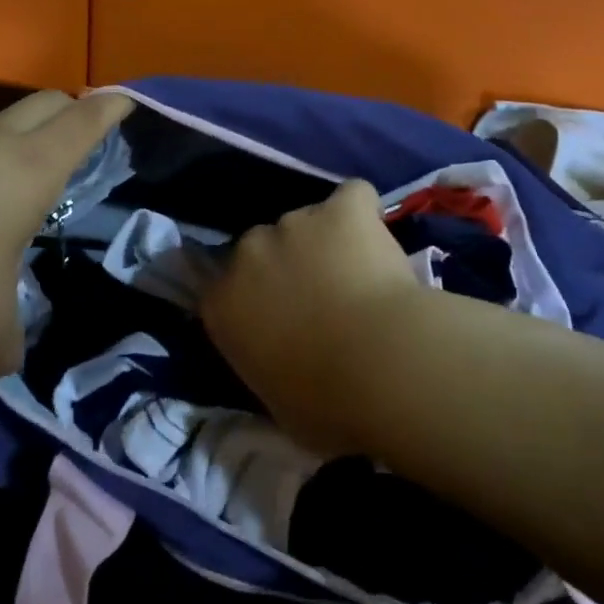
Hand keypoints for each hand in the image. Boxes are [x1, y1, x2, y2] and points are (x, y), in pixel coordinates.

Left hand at [0, 91, 132, 374]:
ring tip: (12, 191)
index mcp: (29, 169)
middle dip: (69, 110)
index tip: (128, 101)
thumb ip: (6, 345)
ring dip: (14, 142)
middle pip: (43, 103)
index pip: (83, 122)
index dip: (110, 109)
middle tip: (80, 140)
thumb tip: (3, 358)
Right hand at [199, 179, 432, 454]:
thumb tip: (282, 362)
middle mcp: (248, 252)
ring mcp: (294, 222)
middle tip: (324, 299)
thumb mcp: (277, 403)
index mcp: (223, 303)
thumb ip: (267, 365)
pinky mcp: (342, 208)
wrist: (382, 367)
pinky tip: (380, 239)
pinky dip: (364, 214)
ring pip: (307, 223)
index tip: (278, 317)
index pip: (222, 287)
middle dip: (287, 265)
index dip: (252, 297)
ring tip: (362, 276)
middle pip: (262, 247)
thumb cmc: (326, 405)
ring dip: (326, 243)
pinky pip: (352, 198)